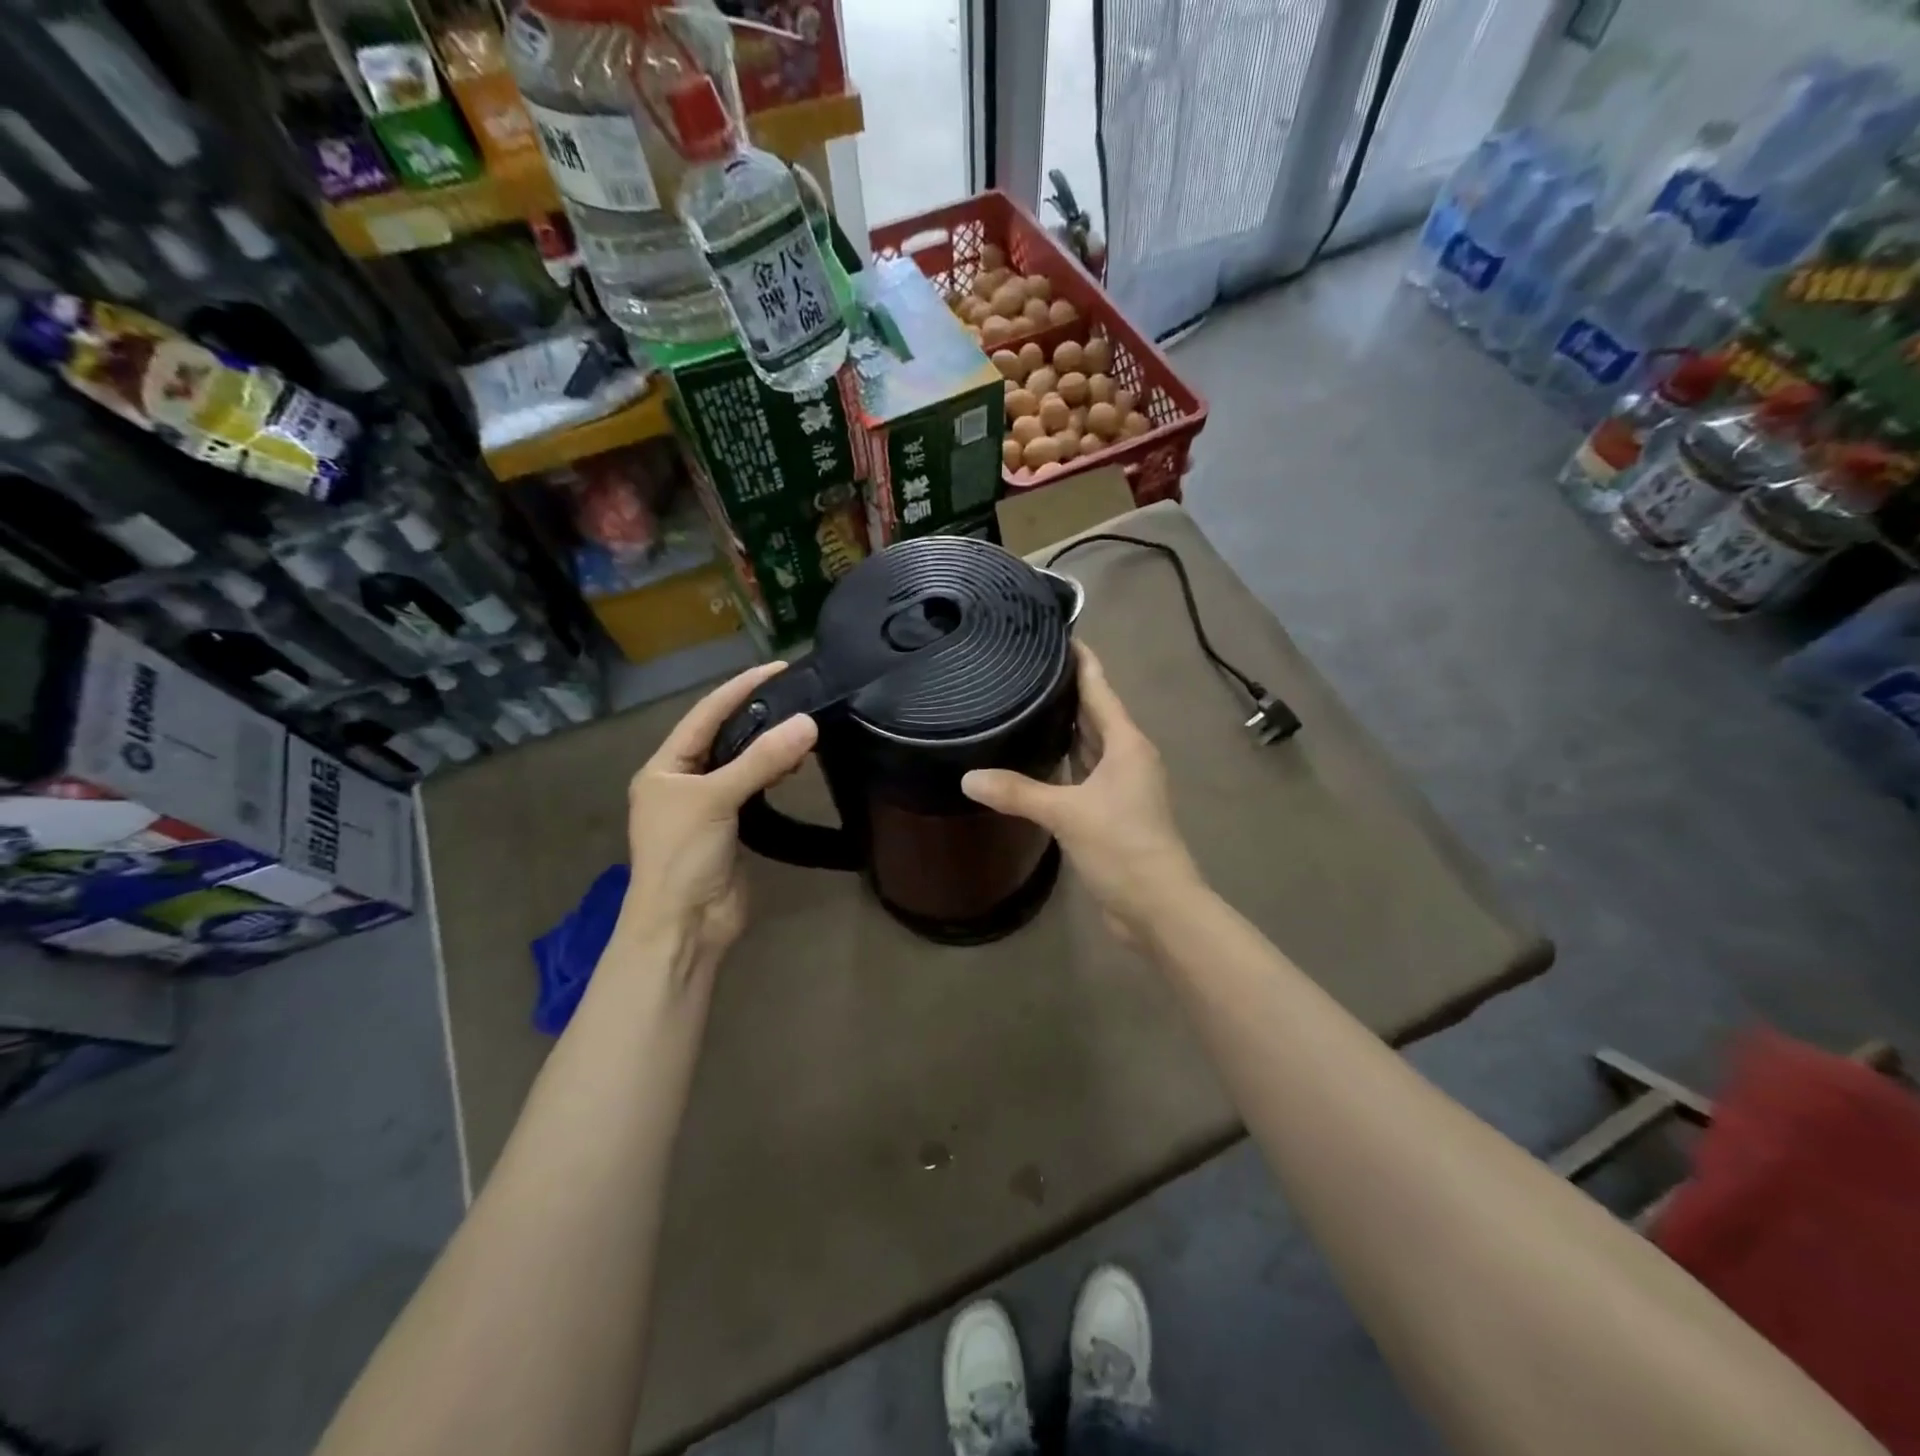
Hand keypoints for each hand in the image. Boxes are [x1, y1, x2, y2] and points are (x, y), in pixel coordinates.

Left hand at [620, 661, 817, 975]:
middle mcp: (683, 782)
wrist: (684, 927)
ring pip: (741, 764)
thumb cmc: (683, 857)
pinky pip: (754, 790)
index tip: (777, 668)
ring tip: (804, 730)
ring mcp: (707, 807)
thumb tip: (808, 723)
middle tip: (799, 696)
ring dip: (769, 746)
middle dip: (758, 715)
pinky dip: (773, 775)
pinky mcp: (731, 829)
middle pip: (723, 737)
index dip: (739, 689)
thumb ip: (761, 760)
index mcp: (664, 768)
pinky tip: (794, 767)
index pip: (704, 715)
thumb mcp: (716, 800)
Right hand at [962, 644, 1200, 939]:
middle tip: (1023, 666)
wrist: (1157, 906)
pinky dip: (1060, 763)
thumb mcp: (1067, 814)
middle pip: (1093, 713)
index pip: (1099, 688)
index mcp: (1126, 744)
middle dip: (1064, 690)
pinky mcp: (1109, 811)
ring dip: (1062, 727)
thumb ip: (1018, 792)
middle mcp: (1126, 757)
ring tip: (1022, 703)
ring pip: (1086, 745)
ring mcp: (1119, 785)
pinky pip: (1080, 773)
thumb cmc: (1122, 846)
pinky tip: (1032, 758)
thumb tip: (967, 777)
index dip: (1081, 660)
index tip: (1056, 632)